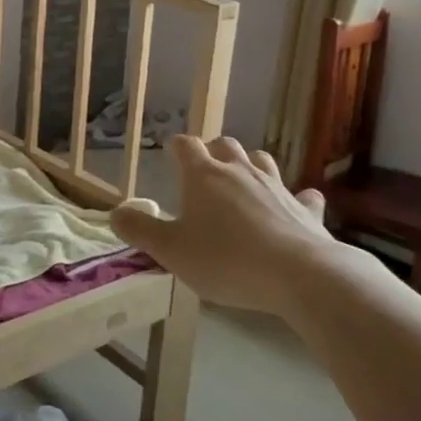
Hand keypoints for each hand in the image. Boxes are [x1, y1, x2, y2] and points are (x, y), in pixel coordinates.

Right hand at [111, 135, 355, 317]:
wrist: (300, 275)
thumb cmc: (226, 260)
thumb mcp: (170, 251)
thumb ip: (139, 231)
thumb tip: (115, 214)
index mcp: (203, 176)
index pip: (185, 145)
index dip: (175, 148)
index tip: (169, 156)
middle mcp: (240, 171)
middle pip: (225, 145)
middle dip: (212, 152)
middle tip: (203, 172)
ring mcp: (277, 187)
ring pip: (262, 161)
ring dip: (249, 166)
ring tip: (241, 183)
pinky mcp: (306, 210)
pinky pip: (301, 195)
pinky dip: (294, 197)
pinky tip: (294, 205)